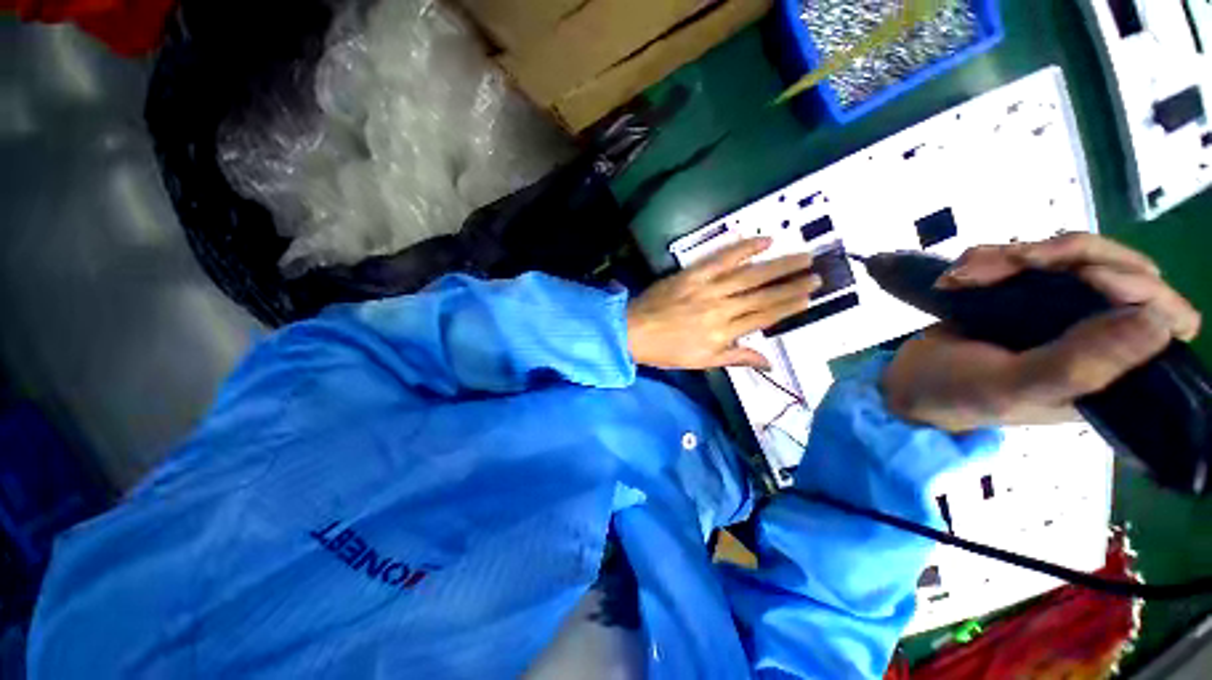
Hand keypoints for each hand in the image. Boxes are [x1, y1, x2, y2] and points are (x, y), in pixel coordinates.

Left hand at [627, 238, 820, 369]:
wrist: (633, 332)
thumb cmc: (667, 351)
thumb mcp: (702, 362)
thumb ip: (736, 358)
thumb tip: (769, 363)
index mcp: (723, 334)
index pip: (764, 317)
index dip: (788, 307)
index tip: (810, 297)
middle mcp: (721, 309)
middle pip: (763, 295)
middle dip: (792, 284)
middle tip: (818, 272)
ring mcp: (706, 289)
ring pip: (748, 276)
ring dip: (778, 265)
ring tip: (803, 256)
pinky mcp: (692, 274)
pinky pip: (720, 259)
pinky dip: (742, 248)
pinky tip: (763, 240)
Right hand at [882, 233, 1201, 431]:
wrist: (907, 381)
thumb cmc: (956, 394)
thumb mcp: (1011, 387)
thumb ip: (1079, 366)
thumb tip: (1158, 324)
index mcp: (1110, 372)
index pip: (1167, 319)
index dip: (1140, 288)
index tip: (1086, 277)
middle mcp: (1098, 336)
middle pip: (1121, 269)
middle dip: (1066, 256)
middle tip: (1015, 261)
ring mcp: (1063, 310)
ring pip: (1072, 255)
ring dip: (1016, 254)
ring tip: (964, 274)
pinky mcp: (1028, 293)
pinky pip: (1030, 256)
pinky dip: (993, 255)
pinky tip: (958, 274)